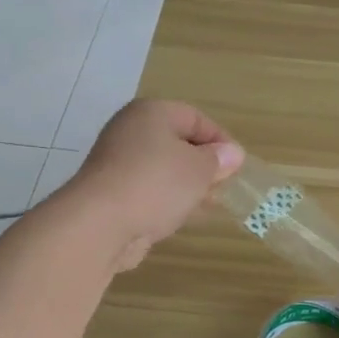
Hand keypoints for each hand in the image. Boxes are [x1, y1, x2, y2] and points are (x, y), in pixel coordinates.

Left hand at [69, 100, 244, 270]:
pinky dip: (166, 201)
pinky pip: (148, 191)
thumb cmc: (156, 184)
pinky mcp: (111, 193)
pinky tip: (181, 217)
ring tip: (207, 205)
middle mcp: (130, 131)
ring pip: (162, 169)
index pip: (195, 117)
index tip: (237, 166)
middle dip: (203, 165)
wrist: (100, 224)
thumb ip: (218, 160)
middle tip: (224, 185)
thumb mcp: (199, 169)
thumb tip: (232, 154)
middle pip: (177, 143)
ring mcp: (117, 163)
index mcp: (151, 113)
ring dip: (186, 186)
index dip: (220, 140)